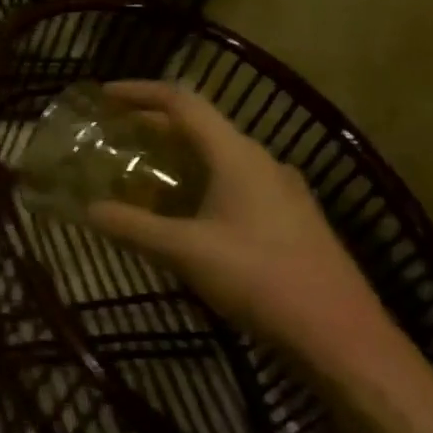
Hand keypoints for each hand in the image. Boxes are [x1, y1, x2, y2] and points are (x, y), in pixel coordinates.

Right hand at [85, 82, 407, 389]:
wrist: (344, 340)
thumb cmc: (262, 280)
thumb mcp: (185, 252)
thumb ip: (131, 226)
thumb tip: (88, 209)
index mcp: (238, 156)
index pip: (183, 102)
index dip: (139, 93)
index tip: (104, 96)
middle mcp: (261, 162)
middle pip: (200, 125)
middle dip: (152, 125)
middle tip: (114, 136)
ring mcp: (281, 191)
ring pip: (218, 155)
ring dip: (176, 155)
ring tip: (140, 172)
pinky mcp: (290, 219)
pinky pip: (233, 181)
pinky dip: (198, 181)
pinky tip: (182, 212)